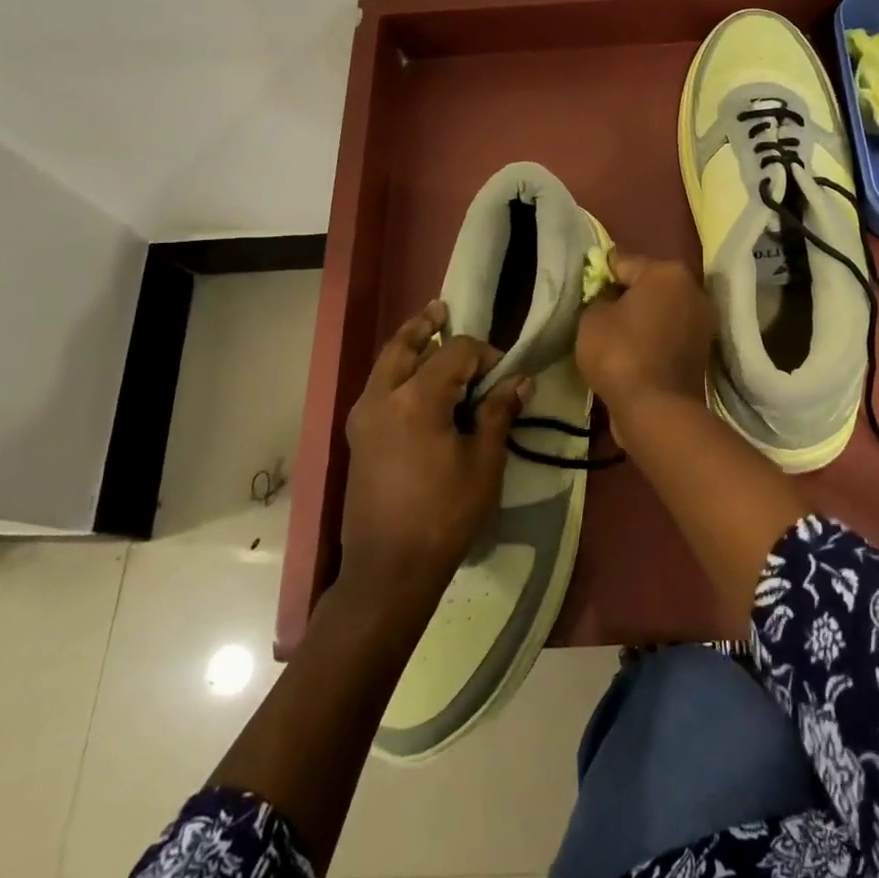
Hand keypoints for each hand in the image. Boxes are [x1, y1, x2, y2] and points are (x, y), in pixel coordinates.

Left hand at [339, 300, 528, 614]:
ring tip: (429, 333)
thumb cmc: (444, 515)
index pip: (455, 352)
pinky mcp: (358, 437)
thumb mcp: (484, 463)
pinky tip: (416, 380)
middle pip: (404, 345)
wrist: (388, 569)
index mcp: (416, 399)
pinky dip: (396, 371)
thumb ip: (498, 413)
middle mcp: (382, 397)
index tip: (505, 373)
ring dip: (408, 345)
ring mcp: (363, 416)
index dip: (484, 353)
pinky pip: (378, 386)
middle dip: (426, 325)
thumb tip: (520, 381)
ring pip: (385, 364)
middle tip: (442, 309)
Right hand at [576, 250, 716, 434]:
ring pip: (662, 310)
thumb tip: (612, 299)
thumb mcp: (592, 318)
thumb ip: (600, 298)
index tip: (586, 286)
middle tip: (600, 310)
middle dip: (627, 294)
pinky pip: (669, 334)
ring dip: (643, 318)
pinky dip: (654, 339)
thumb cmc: (620, 353)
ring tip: (616, 333)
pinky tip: (634, 351)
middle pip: (649, 284)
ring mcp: (703, 322)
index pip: (623, 261)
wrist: (657, 409)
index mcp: (667, 272)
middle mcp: (693, 290)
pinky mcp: (703, 351)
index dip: (601, 273)